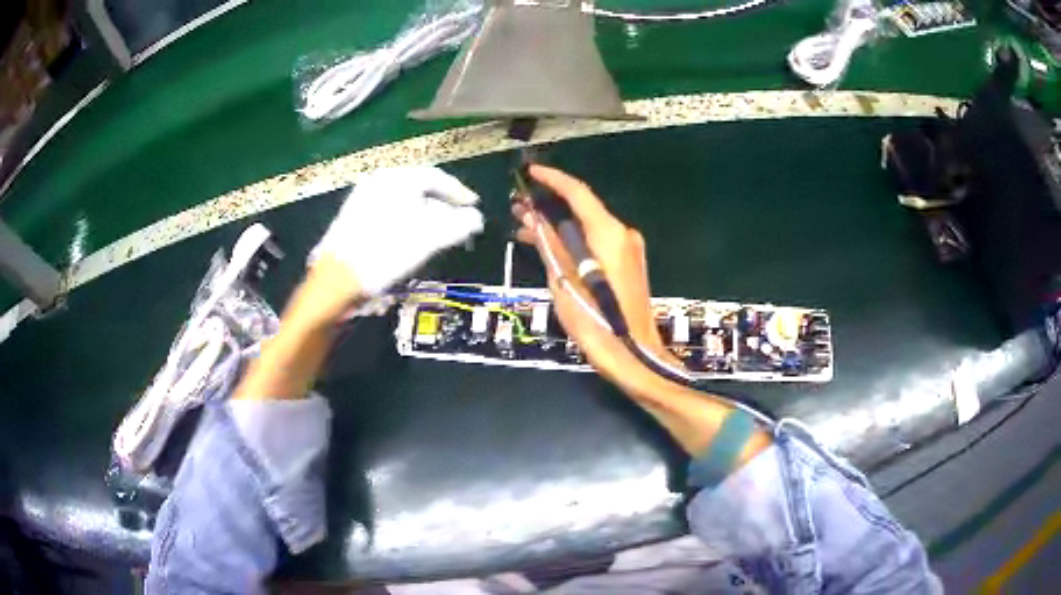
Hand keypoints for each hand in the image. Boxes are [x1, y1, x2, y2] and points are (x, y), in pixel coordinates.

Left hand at [311, 165, 484, 295]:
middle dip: (441, 206)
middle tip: (455, 223)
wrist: (338, 278)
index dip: (458, 192)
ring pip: (402, 201)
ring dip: (422, 215)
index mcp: (397, 178)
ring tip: (434, 234)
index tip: (473, 207)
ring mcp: (361, 197)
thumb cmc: (387, 251)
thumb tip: (476, 218)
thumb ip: (459, 224)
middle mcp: (378, 180)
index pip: (436, 177)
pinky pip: (387, 211)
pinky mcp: (352, 216)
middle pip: (419, 188)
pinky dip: (403, 221)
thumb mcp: (430, 238)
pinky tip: (407, 239)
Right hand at [514, 165, 677, 387]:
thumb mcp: (563, 282)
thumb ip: (550, 245)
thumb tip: (534, 218)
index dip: (552, 179)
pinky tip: (548, 245)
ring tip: (525, 226)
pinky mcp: (627, 263)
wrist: (633, 354)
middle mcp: (622, 234)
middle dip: (549, 206)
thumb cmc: (596, 322)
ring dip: (559, 225)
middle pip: (583, 209)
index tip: (530, 173)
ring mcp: (628, 248)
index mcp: (608, 234)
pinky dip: (573, 240)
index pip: (578, 193)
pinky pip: (596, 242)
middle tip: (518, 206)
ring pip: (587, 226)